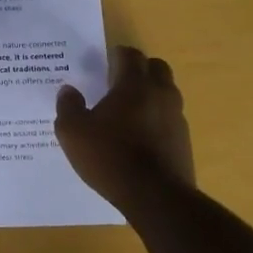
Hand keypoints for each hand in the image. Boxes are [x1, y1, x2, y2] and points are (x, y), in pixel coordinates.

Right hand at [54, 46, 195, 203]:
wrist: (155, 197)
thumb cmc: (110, 157)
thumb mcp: (73, 133)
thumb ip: (68, 107)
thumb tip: (68, 90)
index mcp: (134, 84)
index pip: (130, 55)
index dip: (117, 55)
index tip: (105, 62)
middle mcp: (161, 93)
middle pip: (156, 67)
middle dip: (139, 69)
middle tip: (118, 82)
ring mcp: (177, 117)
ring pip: (166, 92)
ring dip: (151, 94)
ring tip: (129, 111)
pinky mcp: (184, 140)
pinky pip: (170, 118)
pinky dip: (157, 119)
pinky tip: (141, 136)